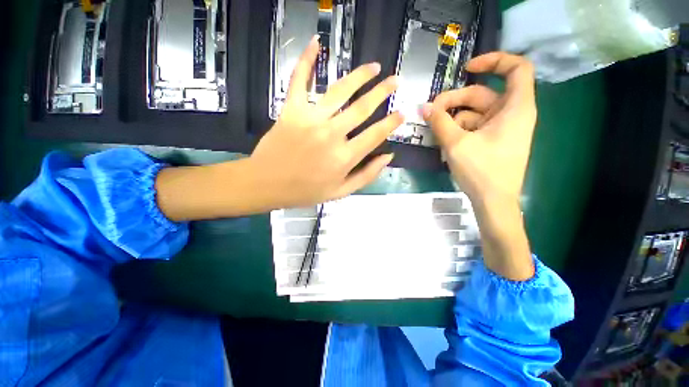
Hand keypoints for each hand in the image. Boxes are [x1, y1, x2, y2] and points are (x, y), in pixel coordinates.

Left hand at [249, 35, 402, 208]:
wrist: (267, 185)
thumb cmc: (306, 191)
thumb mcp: (341, 192)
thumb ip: (367, 175)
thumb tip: (388, 156)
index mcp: (345, 157)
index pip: (376, 134)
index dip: (392, 122)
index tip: (402, 113)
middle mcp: (332, 134)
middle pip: (363, 107)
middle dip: (383, 92)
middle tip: (395, 81)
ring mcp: (311, 119)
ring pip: (340, 90)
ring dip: (360, 76)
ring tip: (374, 67)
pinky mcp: (291, 110)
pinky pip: (299, 80)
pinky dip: (306, 60)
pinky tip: (316, 44)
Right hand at [422, 52, 536, 205]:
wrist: (493, 202)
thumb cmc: (481, 171)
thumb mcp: (456, 144)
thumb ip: (439, 122)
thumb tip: (424, 107)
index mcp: (515, 108)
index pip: (516, 68)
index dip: (493, 61)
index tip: (467, 68)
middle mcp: (511, 113)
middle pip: (481, 94)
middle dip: (454, 101)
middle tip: (431, 111)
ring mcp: (501, 128)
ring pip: (473, 113)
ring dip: (452, 120)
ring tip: (436, 134)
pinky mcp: (492, 140)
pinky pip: (473, 127)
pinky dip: (457, 131)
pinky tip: (444, 144)